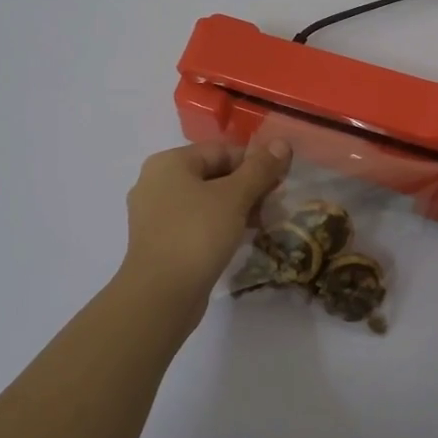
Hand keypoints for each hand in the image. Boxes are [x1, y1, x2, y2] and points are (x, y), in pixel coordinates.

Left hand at [118, 140, 291, 328]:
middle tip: (274, 203)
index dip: (254, 162)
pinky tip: (239, 238)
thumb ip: (260, 169)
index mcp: (169, 163)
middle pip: (212, 174)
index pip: (221, 150)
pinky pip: (195, 222)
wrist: (160, 295)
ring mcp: (155, 214)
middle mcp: (156, 182)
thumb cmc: (197, 234)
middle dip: (246, 186)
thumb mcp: (235, 197)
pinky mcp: (159, 241)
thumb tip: (283, 142)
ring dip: (235, 207)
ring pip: (205, 200)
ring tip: (262, 221)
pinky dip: (218, 225)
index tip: (279, 181)